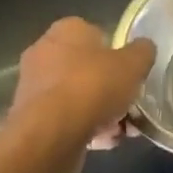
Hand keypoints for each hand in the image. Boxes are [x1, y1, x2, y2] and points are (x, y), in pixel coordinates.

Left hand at [9, 17, 154, 150]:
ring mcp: (33, 88)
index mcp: (67, 30)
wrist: (50, 136)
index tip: (130, 72)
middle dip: (110, 87)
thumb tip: (143, 49)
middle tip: (130, 103)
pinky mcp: (30, 119)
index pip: (96, 33)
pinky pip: (65, 119)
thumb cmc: (93, 86)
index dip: (116, 53)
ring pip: (77, 96)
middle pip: (87, 68)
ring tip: (121, 130)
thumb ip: (143, 52)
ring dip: (100, 112)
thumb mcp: (134, 63)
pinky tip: (104, 142)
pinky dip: (84, 128)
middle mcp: (44, 53)